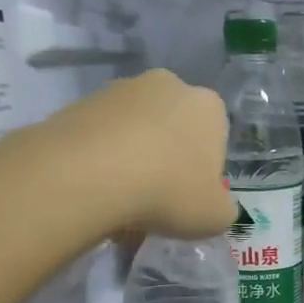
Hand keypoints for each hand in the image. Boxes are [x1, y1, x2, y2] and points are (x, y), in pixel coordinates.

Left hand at [41, 70, 232, 237]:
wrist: (89, 175)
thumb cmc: (169, 192)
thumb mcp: (215, 217)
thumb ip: (223, 209)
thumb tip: (216, 205)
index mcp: (209, 106)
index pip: (216, 136)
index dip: (204, 169)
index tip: (190, 196)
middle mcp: (168, 85)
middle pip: (174, 127)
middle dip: (168, 157)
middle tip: (158, 198)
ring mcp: (121, 89)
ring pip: (135, 130)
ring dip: (133, 157)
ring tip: (121, 198)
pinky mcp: (81, 102)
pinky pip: (101, 135)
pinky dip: (101, 158)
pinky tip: (96, 188)